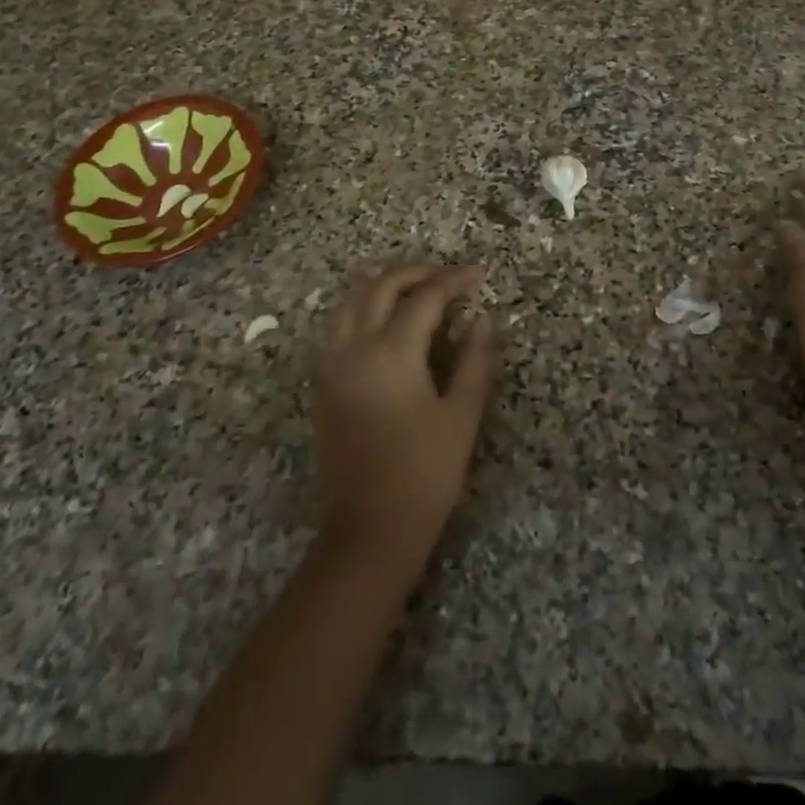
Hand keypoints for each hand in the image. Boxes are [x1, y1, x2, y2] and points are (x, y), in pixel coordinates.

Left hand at [312, 263, 500, 580]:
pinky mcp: (322, 383)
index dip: (453, 280)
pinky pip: (338, 324)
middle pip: (380, 287)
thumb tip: (482, 320)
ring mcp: (331, 364)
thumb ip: (474, 361)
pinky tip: (382, 315)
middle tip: (447, 276)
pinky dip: (361, 306)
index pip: (425, 298)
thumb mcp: (461, 417)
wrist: (367, 532)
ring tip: (415, 285)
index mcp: (391, 354)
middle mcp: (354, 348)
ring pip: (351, 300)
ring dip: (383, 284)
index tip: (477, 274)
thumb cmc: (424, 476)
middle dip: (416, 272)